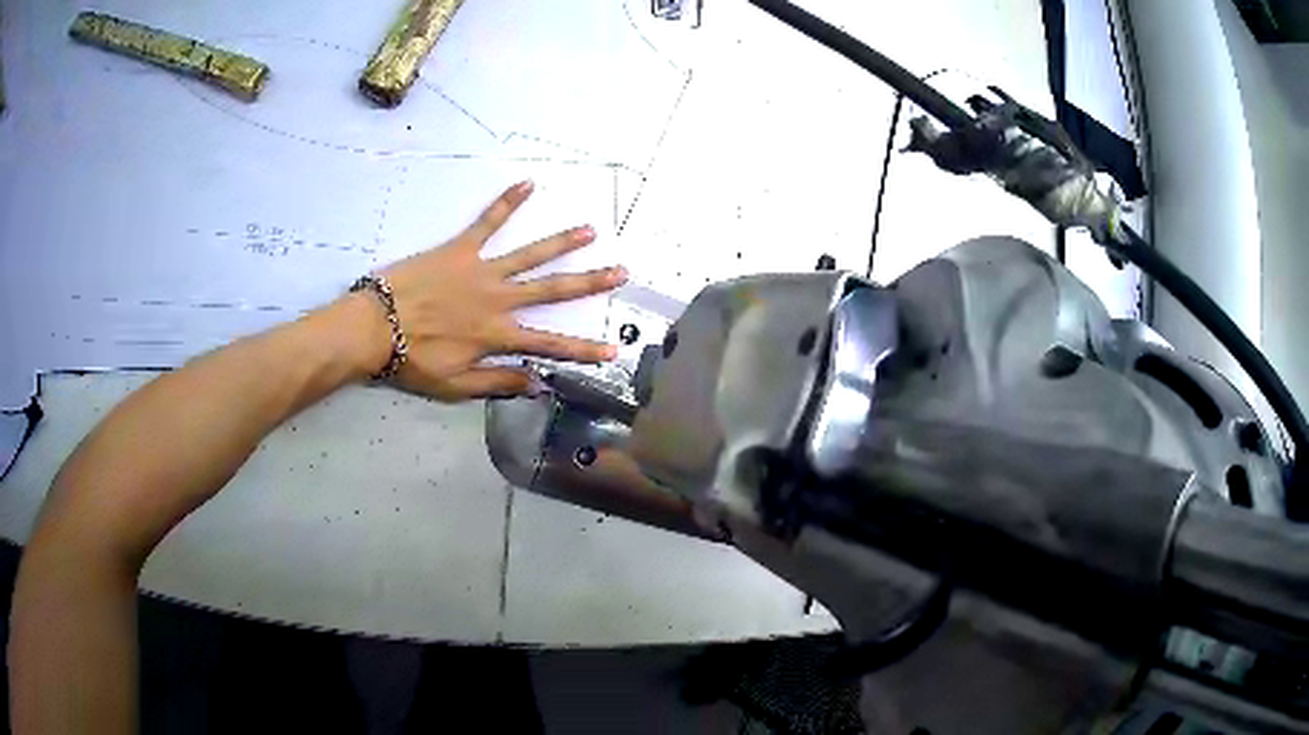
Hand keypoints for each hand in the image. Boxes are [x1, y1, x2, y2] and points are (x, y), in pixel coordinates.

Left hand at [350, 180, 626, 400]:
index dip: (583, 349)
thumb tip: (538, 383)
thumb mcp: (455, 386)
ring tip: (589, 229)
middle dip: (589, 282)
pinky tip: (528, 183)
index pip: (550, 345)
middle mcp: (498, 299)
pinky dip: (506, 203)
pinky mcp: (459, 249)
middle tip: (620, 271)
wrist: (373, 327)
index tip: (612, 349)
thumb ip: (497, 382)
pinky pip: (486, 222)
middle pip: (552, 290)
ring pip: (529, 254)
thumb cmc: (412, 361)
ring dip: (561, 242)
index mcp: (497, 335)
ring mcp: (481, 270)